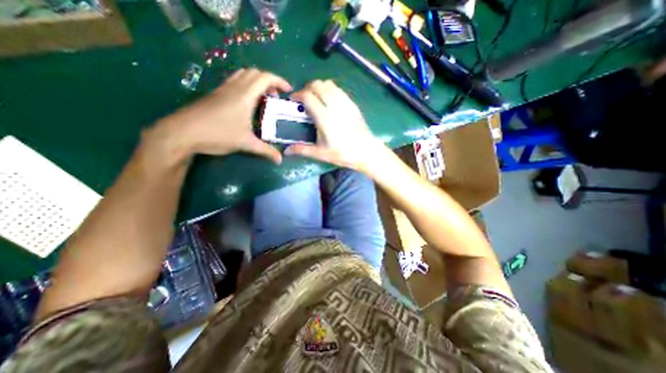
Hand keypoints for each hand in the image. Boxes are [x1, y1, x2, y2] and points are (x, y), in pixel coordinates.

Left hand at [158, 67, 291, 162]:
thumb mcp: (246, 143)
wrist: (182, 133)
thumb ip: (266, 151)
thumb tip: (280, 160)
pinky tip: (247, 102)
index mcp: (245, 95)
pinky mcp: (215, 94)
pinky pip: (234, 81)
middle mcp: (234, 87)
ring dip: (257, 82)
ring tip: (264, 98)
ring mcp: (223, 89)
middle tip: (276, 97)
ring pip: (243, 75)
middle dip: (269, 82)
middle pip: (255, 73)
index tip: (288, 91)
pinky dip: (246, 85)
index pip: (265, 78)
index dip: (279, 81)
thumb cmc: (217, 134)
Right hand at [283, 80, 381, 170]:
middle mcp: (335, 105)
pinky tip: (328, 102)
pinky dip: (329, 90)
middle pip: (317, 85)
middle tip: (304, 100)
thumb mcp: (321, 153)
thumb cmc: (343, 153)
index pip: (308, 96)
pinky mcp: (352, 103)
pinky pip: (338, 89)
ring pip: (328, 84)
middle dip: (307, 88)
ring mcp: (345, 102)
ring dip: (319, 87)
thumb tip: (286, 151)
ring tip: (315, 99)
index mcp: (325, 117)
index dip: (298, 95)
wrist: (366, 151)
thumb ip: (302, 150)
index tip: (294, 100)